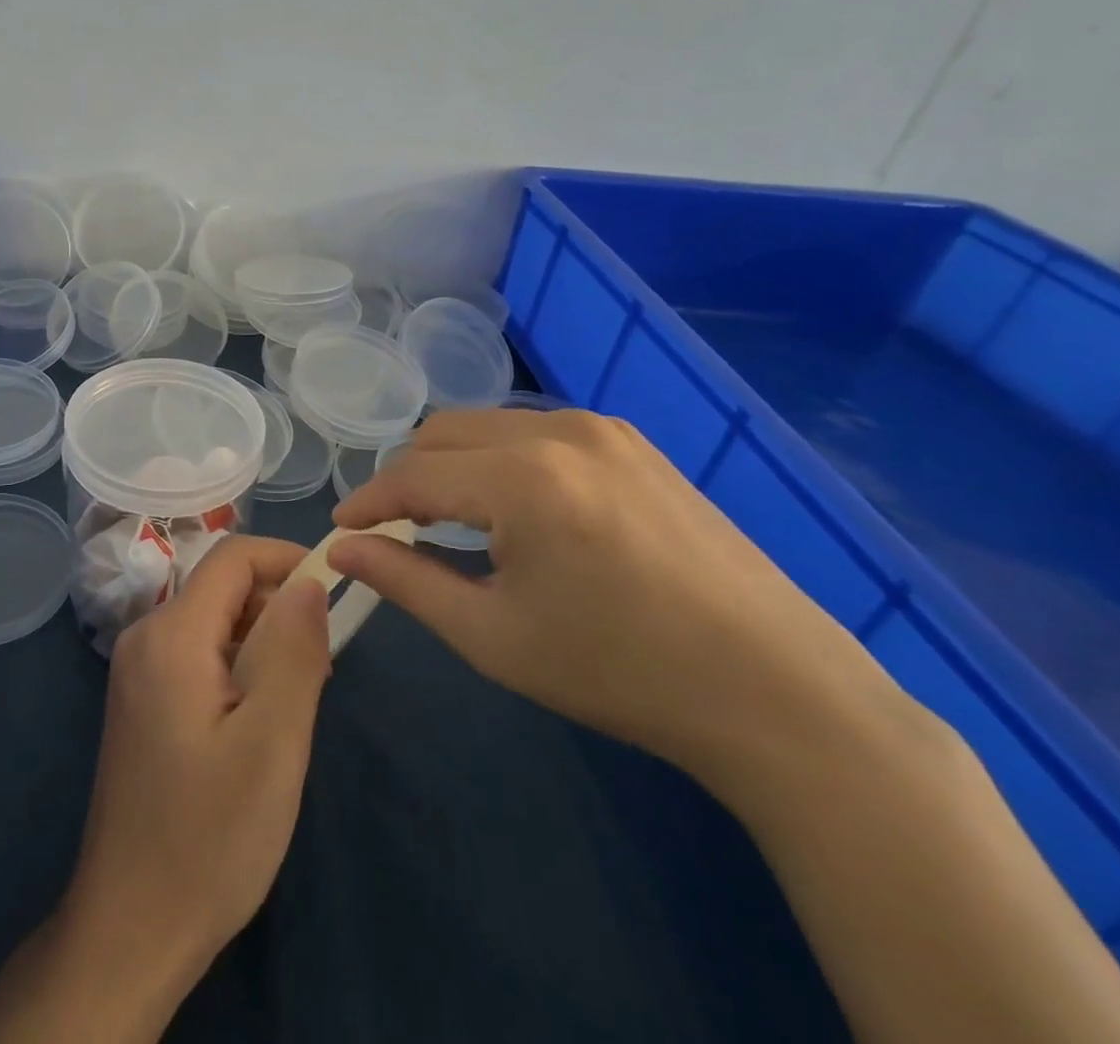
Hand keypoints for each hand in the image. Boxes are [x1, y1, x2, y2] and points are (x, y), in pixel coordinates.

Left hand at [63, 535, 330, 999]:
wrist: (133, 927)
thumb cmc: (210, 837)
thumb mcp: (273, 742)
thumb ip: (293, 650)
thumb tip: (309, 580)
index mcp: (171, 634)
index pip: (233, 557)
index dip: (287, 559)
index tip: (336, 591)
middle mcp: (145, 636)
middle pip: (222, 587)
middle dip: (278, 608)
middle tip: (322, 669)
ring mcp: (138, 670)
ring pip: (214, 621)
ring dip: (262, 641)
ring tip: (296, 702)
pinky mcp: (142, 699)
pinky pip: (199, 654)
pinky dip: (239, 666)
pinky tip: (258, 721)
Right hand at [329, 407, 896, 783]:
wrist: (778, 693)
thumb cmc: (620, 672)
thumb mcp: (494, 636)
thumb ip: (406, 581)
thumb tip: (341, 550)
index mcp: (522, 478)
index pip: (412, 474)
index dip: (369, 502)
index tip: (343, 532)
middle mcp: (558, 431)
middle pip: (443, 434)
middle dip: (406, 478)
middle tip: (396, 532)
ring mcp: (603, 429)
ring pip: (488, 426)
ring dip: (452, 465)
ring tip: (451, 522)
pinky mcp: (633, 443)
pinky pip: (535, 432)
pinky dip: (500, 460)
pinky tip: (515, 510)